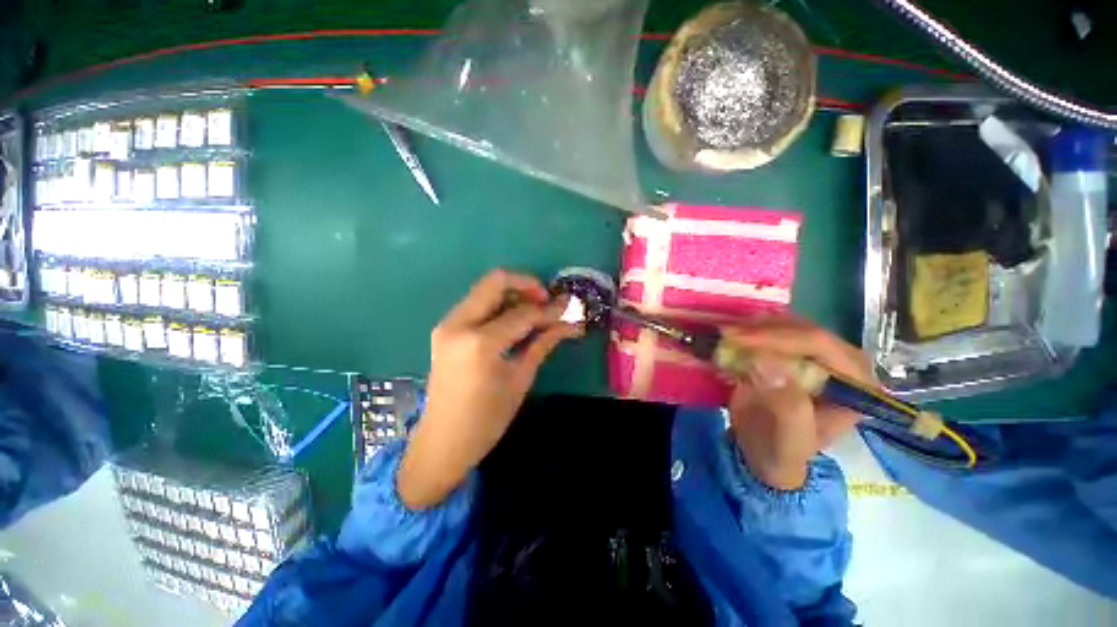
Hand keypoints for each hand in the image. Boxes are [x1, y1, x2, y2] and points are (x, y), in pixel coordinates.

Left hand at [398, 270, 581, 508]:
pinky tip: (514, 320)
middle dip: (526, 285)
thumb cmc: (487, 418)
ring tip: (534, 310)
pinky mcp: (445, 329)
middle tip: (546, 301)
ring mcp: (447, 324)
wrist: (442, 441)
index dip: (548, 309)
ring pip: (484, 290)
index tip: (567, 306)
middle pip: (495, 281)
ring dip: (512, 294)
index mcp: (480, 342)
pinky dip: (498, 305)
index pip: (523, 313)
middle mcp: (459, 324)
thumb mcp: (520, 379)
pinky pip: (476, 304)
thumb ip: (543, 343)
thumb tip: (569, 322)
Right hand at [720, 317, 871, 489]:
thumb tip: (766, 362)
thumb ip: (785, 402)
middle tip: (726, 334)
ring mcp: (816, 354)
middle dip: (762, 329)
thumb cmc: (783, 449)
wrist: (764, 451)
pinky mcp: (792, 351)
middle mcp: (842, 362)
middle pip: (802, 329)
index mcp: (856, 383)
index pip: (821, 345)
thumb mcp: (787, 435)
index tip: (739, 339)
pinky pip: (771, 329)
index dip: (779, 338)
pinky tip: (730, 336)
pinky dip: (749, 330)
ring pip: (786, 324)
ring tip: (725, 335)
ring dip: (753, 327)